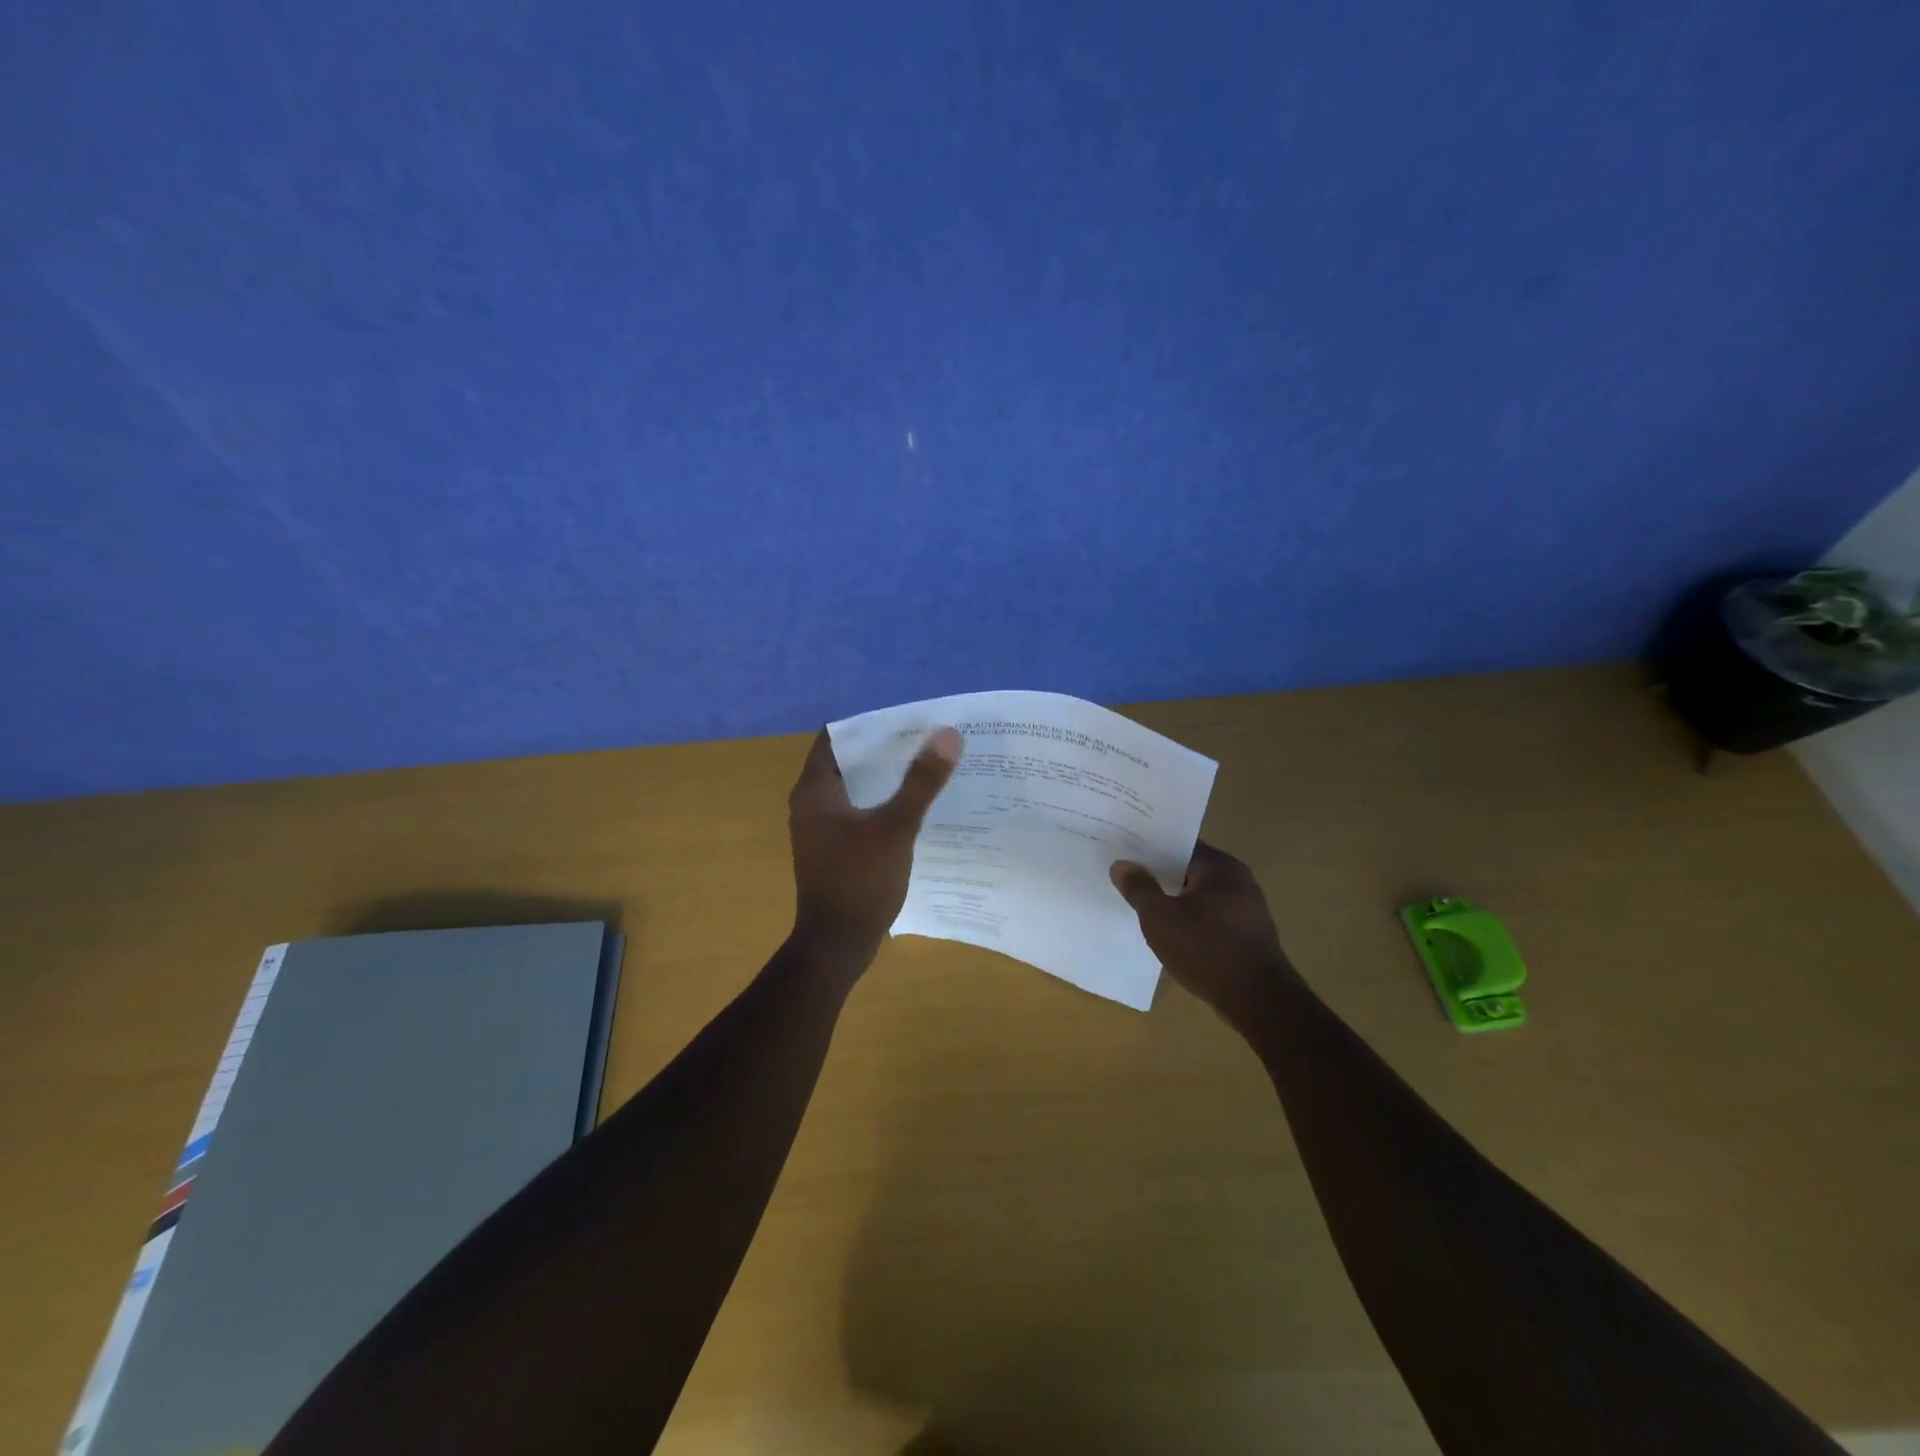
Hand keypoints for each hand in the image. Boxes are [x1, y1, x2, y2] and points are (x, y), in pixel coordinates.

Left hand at [788, 726, 962, 960]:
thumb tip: (948, 735)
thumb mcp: (896, 827)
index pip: (836, 737)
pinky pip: (858, 813)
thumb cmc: (860, 881)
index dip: (870, 725)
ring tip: (925, 767)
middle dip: (884, 750)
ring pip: (855, 789)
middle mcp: (811, 804)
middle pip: (847, 761)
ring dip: (885, 777)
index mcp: (815, 790)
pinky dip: (881, 803)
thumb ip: (921, 781)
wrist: (837, 944)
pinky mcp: (833, 849)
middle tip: (925, 740)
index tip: (907, 721)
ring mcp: (820, 829)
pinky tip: (913, 807)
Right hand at [1110, 841, 1299, 1028]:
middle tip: (1127, 877)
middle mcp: (1238, 879)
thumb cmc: (1206, 950)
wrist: (1259, 1001)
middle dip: (1160, 874)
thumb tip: (1121, 865)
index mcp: (1220, 866)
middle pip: (1190, 869)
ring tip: (1143, 905)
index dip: (1150, 847)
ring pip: (1200, 895)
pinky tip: (1172, 933)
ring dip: (1175, 899)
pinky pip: (1211, 916)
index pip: (1180, 845)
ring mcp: (1247, 907)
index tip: (1125, 851)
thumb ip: (1139, 888)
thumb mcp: (1160, 918)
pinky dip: (1191, 919)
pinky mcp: (1249, 934)